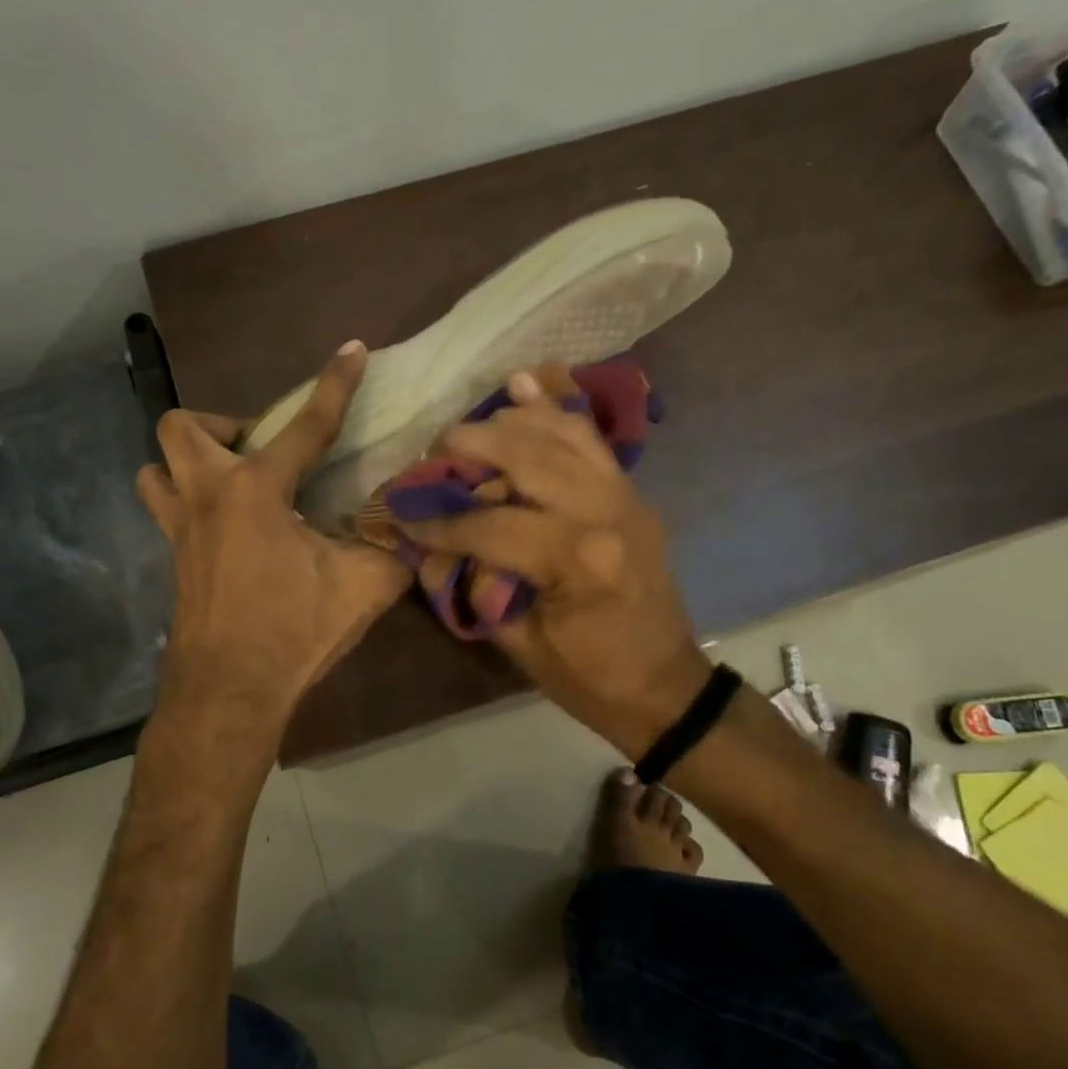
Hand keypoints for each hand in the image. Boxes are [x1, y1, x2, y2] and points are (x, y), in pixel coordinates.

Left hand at [137, 343, 412, 737]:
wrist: (229, 693)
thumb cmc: (293, 633)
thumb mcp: (363, 589)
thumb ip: (392, 549)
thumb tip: (414, 529)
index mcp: (257, 492)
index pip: (305, 426)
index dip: (334, 384)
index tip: (352, 349)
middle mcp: (208, 496)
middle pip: (183, 427)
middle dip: (221, 425)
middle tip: (261, 453)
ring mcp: (180, 529)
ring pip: (157, 468)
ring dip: (189, 463)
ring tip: (233, 484)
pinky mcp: (173, 560)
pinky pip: (167, 509)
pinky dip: (190, 502)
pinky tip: (230, 532)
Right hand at [397, 364, 710, 758]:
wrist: (664, 685)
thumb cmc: (589, 677)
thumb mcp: (519, 643)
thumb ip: (472, 586)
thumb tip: (428, 547)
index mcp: (577, 560)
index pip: (491, 523)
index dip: (441, 520)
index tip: (403, 514)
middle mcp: (605, 512)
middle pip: (527, 456)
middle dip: (471, 447)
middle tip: (433, 454)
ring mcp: (626, 495)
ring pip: (561, 433)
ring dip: (509, 421)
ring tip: (466, 428)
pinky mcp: (633, 492)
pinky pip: (590, 438)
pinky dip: (556, 410)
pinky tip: (526, 383)